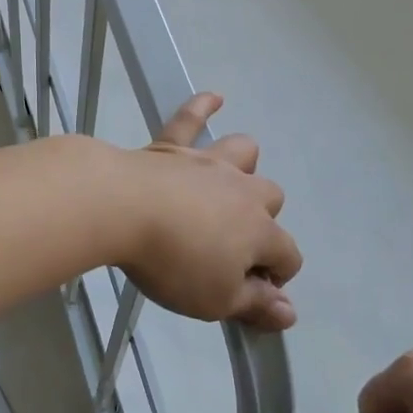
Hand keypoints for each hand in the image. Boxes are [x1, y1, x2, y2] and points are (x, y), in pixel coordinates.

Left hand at [113, 93, 301, 330]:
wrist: (122, 209)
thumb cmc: (173, 262)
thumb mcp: (215, 299)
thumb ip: (255, 305)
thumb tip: (289, 313)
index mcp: (260, 231)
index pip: (288, 255)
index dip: (277, 276)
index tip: (253, 293)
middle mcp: (243, 191)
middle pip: (272, 198)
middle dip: (263, 221)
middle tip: (230, 245)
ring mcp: (208, 163)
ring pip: (243, 153)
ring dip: (243, 167)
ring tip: (229, 184)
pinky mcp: (172, 147)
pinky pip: (191, 118)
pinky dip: (203, 106)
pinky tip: (214, 98)